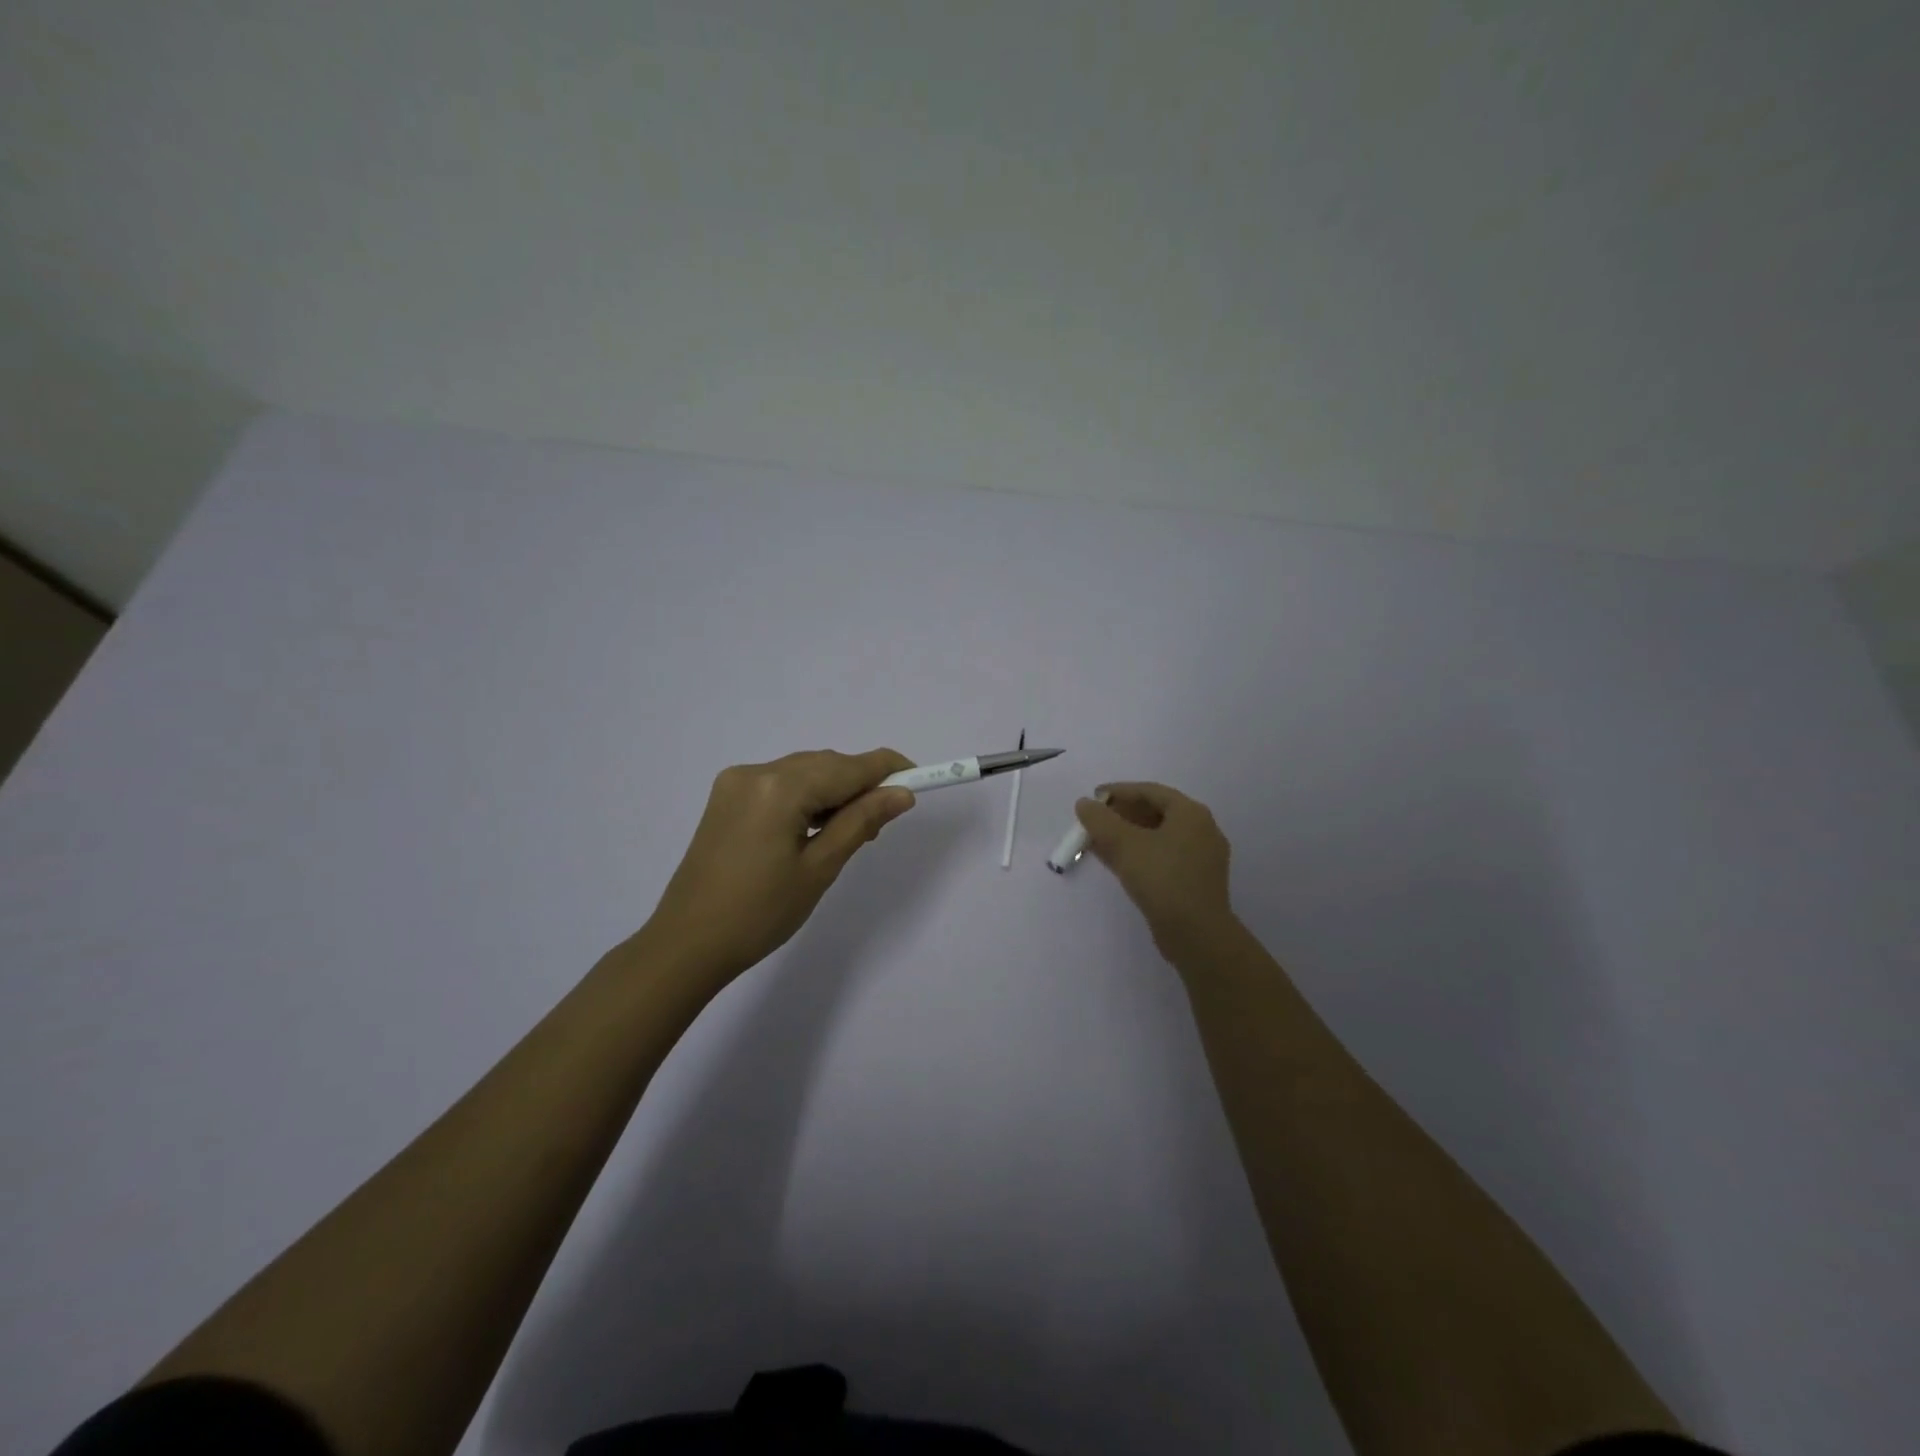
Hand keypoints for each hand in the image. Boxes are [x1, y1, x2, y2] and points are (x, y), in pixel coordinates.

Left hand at [637, 749, 916, 983]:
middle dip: (860, 783)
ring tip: (851, 830)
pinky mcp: (726, 797)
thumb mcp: (820, 868)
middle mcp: (756, 772)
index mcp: (779, 788)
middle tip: (884, 820)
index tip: (920, 776)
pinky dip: (806, 797)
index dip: (887, 768)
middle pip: (825, 764)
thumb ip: (861, 822)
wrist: (687, 944)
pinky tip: (815, 826)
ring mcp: (736, 782)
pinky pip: (780, 784)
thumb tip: (901, 794)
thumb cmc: (760, 914)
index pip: (847, 767)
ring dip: (833, 791)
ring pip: (803, 771)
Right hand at [1075, 782, 1235, 952]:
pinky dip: (1139, 854)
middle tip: (1095, 821)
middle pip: (1156, 813)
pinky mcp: (1195, 881)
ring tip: (1098, 841)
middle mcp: (1201, 830)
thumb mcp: (1125, 845)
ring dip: (1127, 836)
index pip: (1150, 791)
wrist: (1196, 934)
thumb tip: (1084, 803)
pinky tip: (1116, 862)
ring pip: (1158, 837)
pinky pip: (1163, 857)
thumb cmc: (1162, 879)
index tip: (1093, 798)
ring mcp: (1201, 858)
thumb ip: (1101, 820)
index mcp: (1191, 814)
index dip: (1119, 791)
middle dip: (1122, 815)